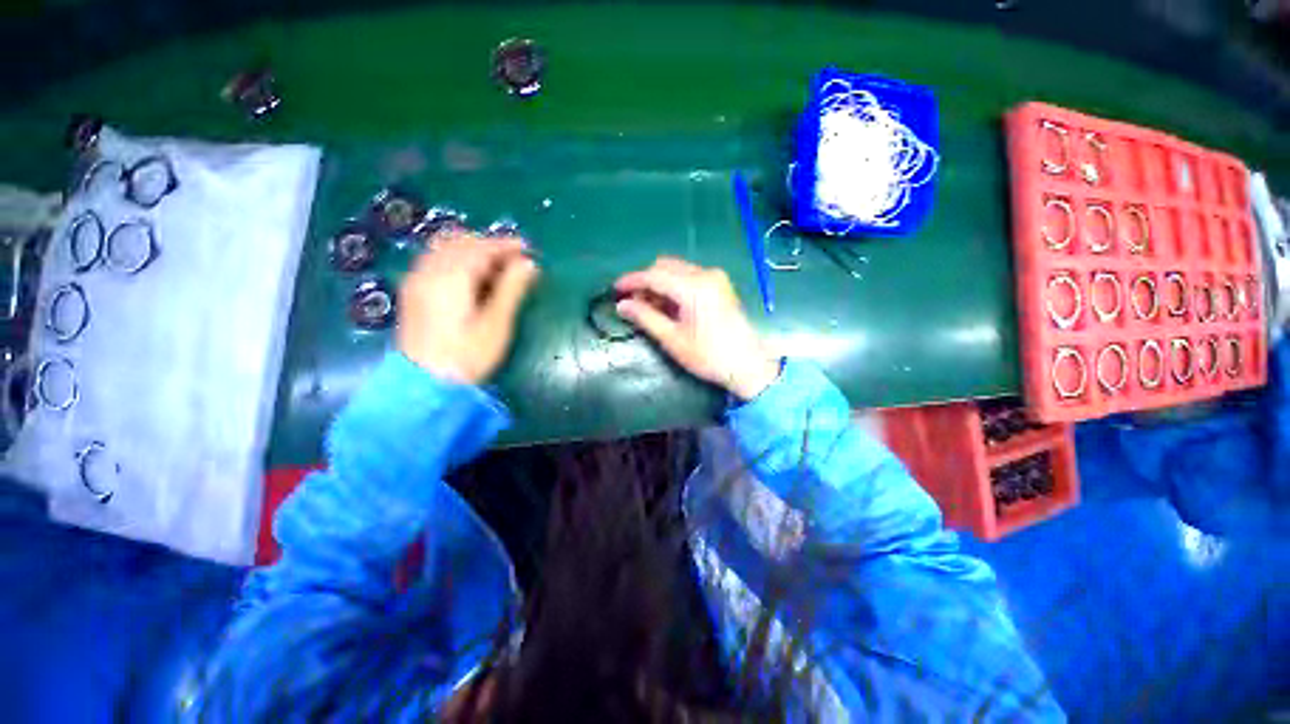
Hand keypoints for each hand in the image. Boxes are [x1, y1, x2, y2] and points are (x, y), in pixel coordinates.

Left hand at [397, 232, 538, 384]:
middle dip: (489, 245)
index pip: (481, 248)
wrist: (424, 383)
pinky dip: (457, 259)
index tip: (528, 249)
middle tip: (514, 259)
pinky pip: (435, 260)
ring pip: (445, 249)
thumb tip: (528, 264)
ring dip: (472, 251)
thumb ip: (512, 289)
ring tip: (497, 268)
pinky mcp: (413, 292)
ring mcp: (417, 280)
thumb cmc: (467, 356)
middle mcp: (429, 271)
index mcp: (451, 277)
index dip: (506, 245)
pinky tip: (471, 277)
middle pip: (460, 242)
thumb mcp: (496, 324)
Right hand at [614, 256, 778, 400]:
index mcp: (694, 287)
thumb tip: (621, 305)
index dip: (631, 281)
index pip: (654, 275)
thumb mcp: (672, 339)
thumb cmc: (708, 356)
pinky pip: (689, 276)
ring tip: (648, 306)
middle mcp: (705, 274)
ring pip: (677, 270)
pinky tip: (668, 305)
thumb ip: (645, 317)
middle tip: (632, 302)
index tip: (614, 290)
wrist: (747, 365)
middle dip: (645, 281)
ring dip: (659, 283)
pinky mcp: (720, 285)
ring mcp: (715, 277)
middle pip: (665, 267)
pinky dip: (674, 286)